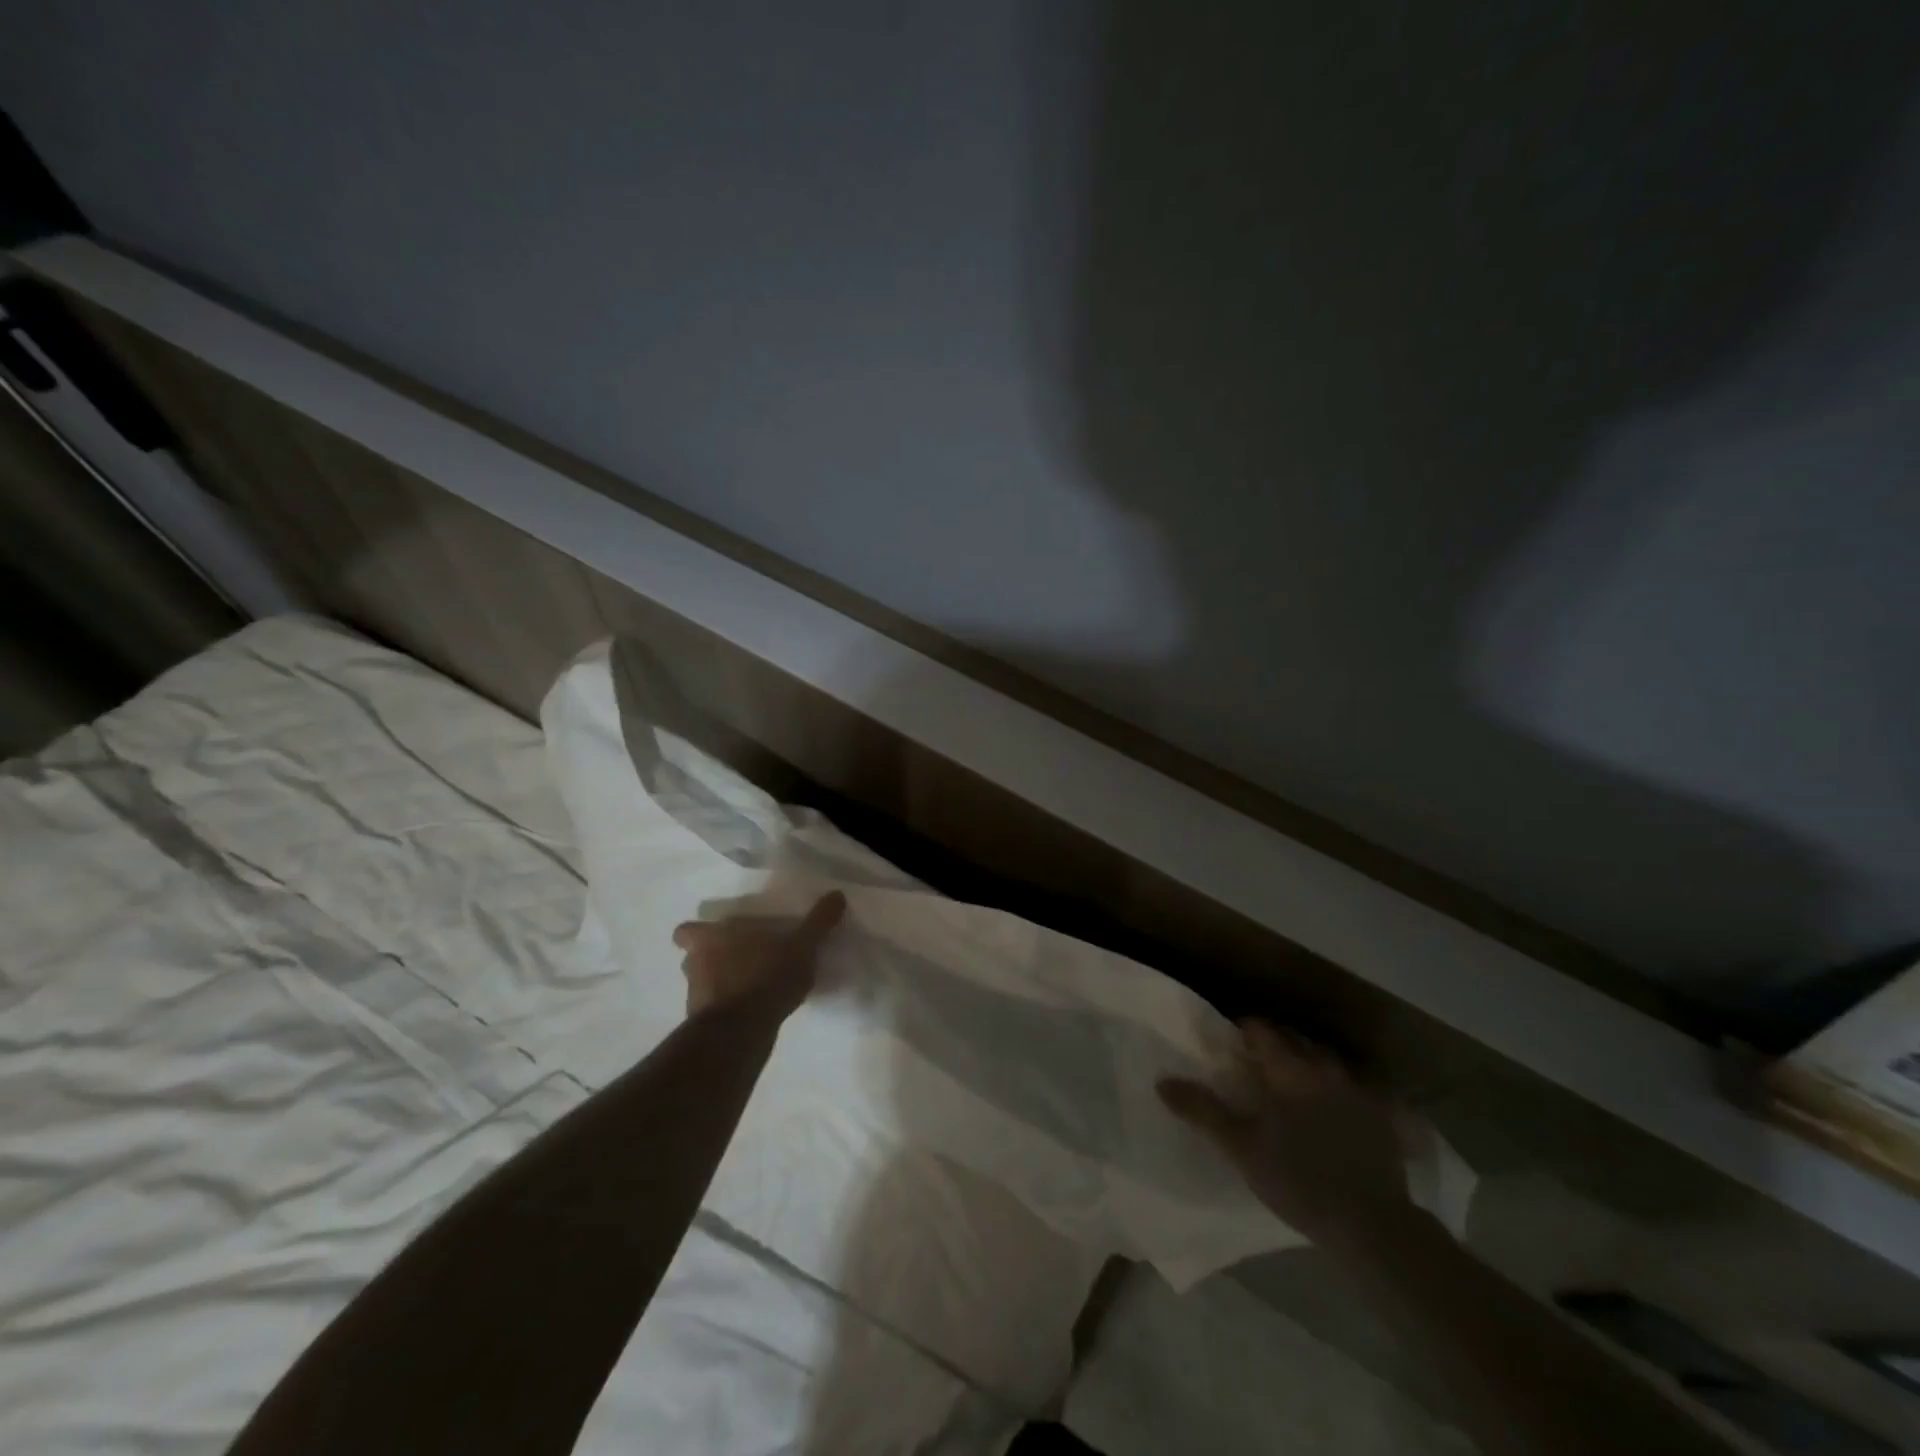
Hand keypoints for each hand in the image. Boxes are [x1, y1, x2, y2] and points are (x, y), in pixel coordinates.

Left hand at [671, 891, 846, 1020]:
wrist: (741, 1033)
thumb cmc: (765, 976)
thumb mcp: (801, 946)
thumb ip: (818, 922)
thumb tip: (837, 894)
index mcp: (711, 938)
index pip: (685, 931)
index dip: (697, 932)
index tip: (717, 934)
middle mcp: (695, 964)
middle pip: (693, 957)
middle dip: (713, 958)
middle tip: (742, 959)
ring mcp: (695, 997)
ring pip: (702, 984)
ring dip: (721, 985)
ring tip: (750, 987)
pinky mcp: (703, 1026)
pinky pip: (715, 1011)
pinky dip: (729, 1010)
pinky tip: (753, 1012)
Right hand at [1159, 1019, 1412, 1253]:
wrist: (1373, 1223)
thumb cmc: (1298, 1178)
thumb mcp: (1241, 1147)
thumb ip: (1203, 1111)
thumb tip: (1162, 1081)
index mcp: (1288, 1069)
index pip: (1261, 1030)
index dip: (1242, 1031)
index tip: (1228, 1042)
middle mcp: (1323, 1069)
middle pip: (1295, 1039)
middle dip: (1275, 1043)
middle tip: (1255, 1062)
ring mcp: (1356, 1092)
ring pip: (1325, 1062)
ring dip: (1307, 1063)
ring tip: (1292, 1083)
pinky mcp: (1381, 1118)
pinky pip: (1353, 1090)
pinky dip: (1337, 1091)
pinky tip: (1332, 1111)